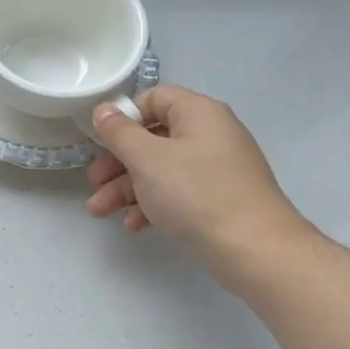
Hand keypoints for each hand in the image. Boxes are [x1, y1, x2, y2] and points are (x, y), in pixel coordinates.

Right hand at [87, 85, 309, 282]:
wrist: (255, 250)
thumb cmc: (197, 193)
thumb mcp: (147, 159)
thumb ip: (119, 132)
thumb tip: (103, 109)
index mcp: (199, 114)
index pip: (154, 98)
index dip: (124, 116)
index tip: (101, 140)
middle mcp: (210, 135)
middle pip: (153, 138)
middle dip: (117, 162)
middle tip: (94, 182)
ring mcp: (216, 170)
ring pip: (160, 169)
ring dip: (126, 188)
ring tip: (100, 211)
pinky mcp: (218, 200)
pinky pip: (177, 193)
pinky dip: (152, 204)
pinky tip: (133, 225)